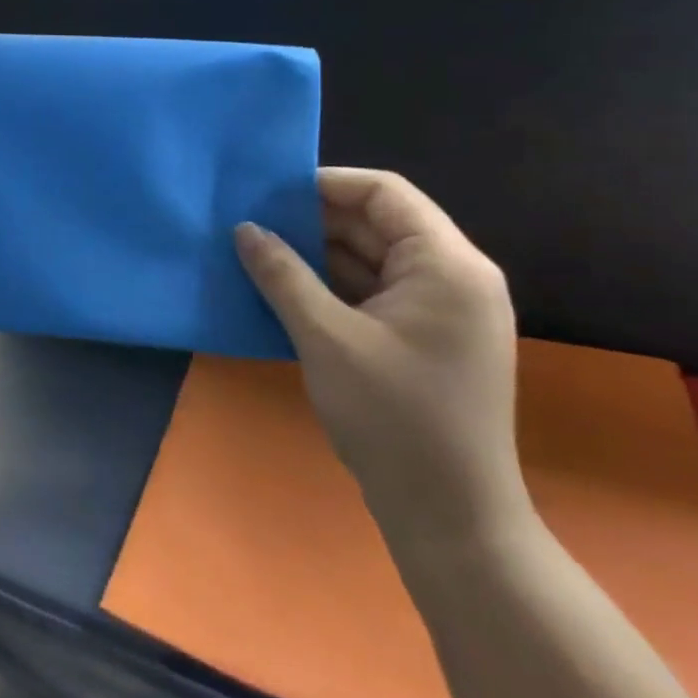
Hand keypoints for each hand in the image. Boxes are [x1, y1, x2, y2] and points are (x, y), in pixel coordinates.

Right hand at [234, 168, 532, 549]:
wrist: (449, 514)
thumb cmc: (393, 417)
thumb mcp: (325, 337)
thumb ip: (282, 275)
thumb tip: (244, 228)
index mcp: (448, 266)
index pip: (384, 194)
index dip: (324, 184)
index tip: (267, 192)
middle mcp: (454, 278)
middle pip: (377, 224)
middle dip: (312, 221)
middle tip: (249, 223)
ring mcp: (442, 311)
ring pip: (370, 260)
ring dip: (316, 256)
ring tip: (256, 253)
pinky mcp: (425, 338)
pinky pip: (372, 293)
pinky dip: (330, 287)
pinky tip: (282, 291)